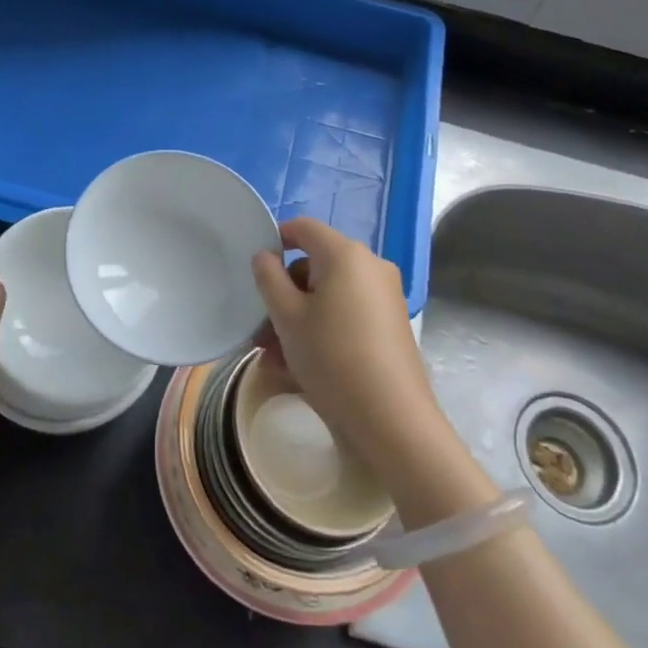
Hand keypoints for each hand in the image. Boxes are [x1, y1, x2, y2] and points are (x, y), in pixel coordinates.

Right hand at [250, 217, 446, 485]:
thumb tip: (265, 255)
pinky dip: (322, 329)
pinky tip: (300, 366)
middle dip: (284, 293)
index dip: (276, 240)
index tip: (256, 271)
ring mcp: (384, 296)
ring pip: (329, 295)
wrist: (391, 419)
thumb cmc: (332, 358)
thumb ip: (269, 278)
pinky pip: (347, 314)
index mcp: (345, 254)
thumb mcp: (288, 317)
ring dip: (298, 318)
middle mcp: (370, 266)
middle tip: (261, 330)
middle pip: (316, 265)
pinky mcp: (390, 324)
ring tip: (274, 357)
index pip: (303, 227)